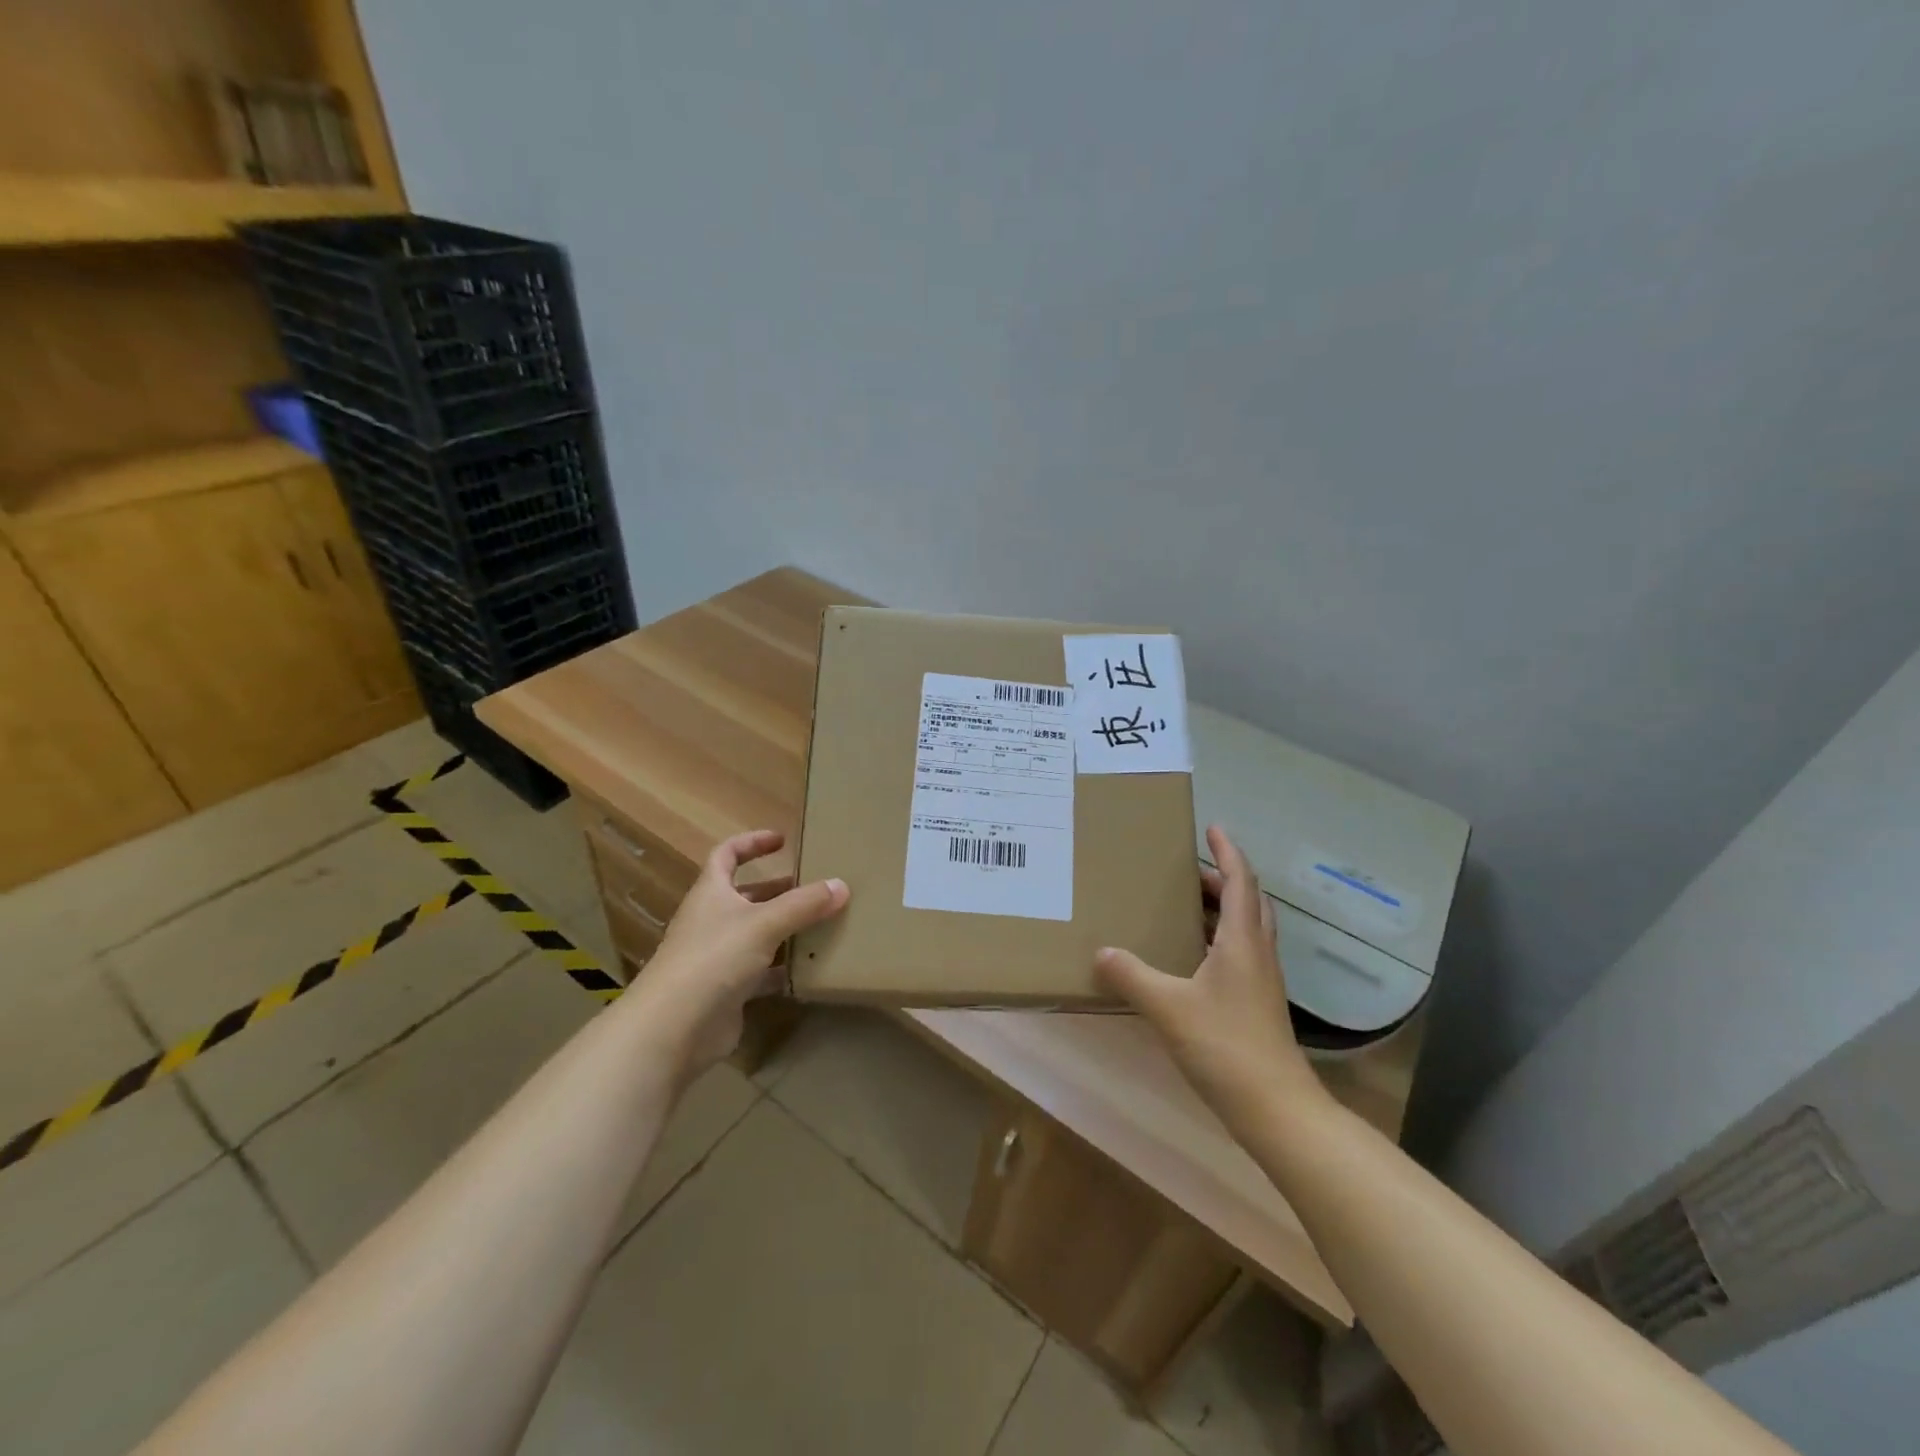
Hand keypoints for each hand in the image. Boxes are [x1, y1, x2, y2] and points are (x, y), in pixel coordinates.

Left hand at [627, 829, 847, 1077]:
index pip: (726, 855)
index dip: (752, 843)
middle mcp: (711, 920)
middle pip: (746, 896)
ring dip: (785, 929)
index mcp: (711, 893)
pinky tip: (811, 970)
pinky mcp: (726, 991)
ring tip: (823, 925)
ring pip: (756, 934)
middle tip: (815, 888)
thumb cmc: (714, 959)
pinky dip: (783, 969)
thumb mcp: (764, 923)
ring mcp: (717, 958)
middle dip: (779, 890)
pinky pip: (760, 972)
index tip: (782, 840)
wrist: (674, 1028)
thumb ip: (804, 904)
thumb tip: (841, 885)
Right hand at [1095, 826, 1325, 1131]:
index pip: (1240, 882)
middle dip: (1222, 878)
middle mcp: (1257, 953)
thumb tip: (1101, 951)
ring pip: (1246, 928)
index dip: (1228, 852)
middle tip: (1189, 869)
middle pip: (1247, 901)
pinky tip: (1190, 958)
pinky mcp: (1257, 1004)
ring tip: (1186, 905)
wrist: (1277, 1109)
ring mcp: (1261, 981)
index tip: (1212, 828)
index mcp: (1241, 942)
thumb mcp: (1168, 1007)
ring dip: (1223, 908)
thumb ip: (1132, 976)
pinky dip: (1219, 939)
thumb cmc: (1226, 1046)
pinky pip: (1240, 954)